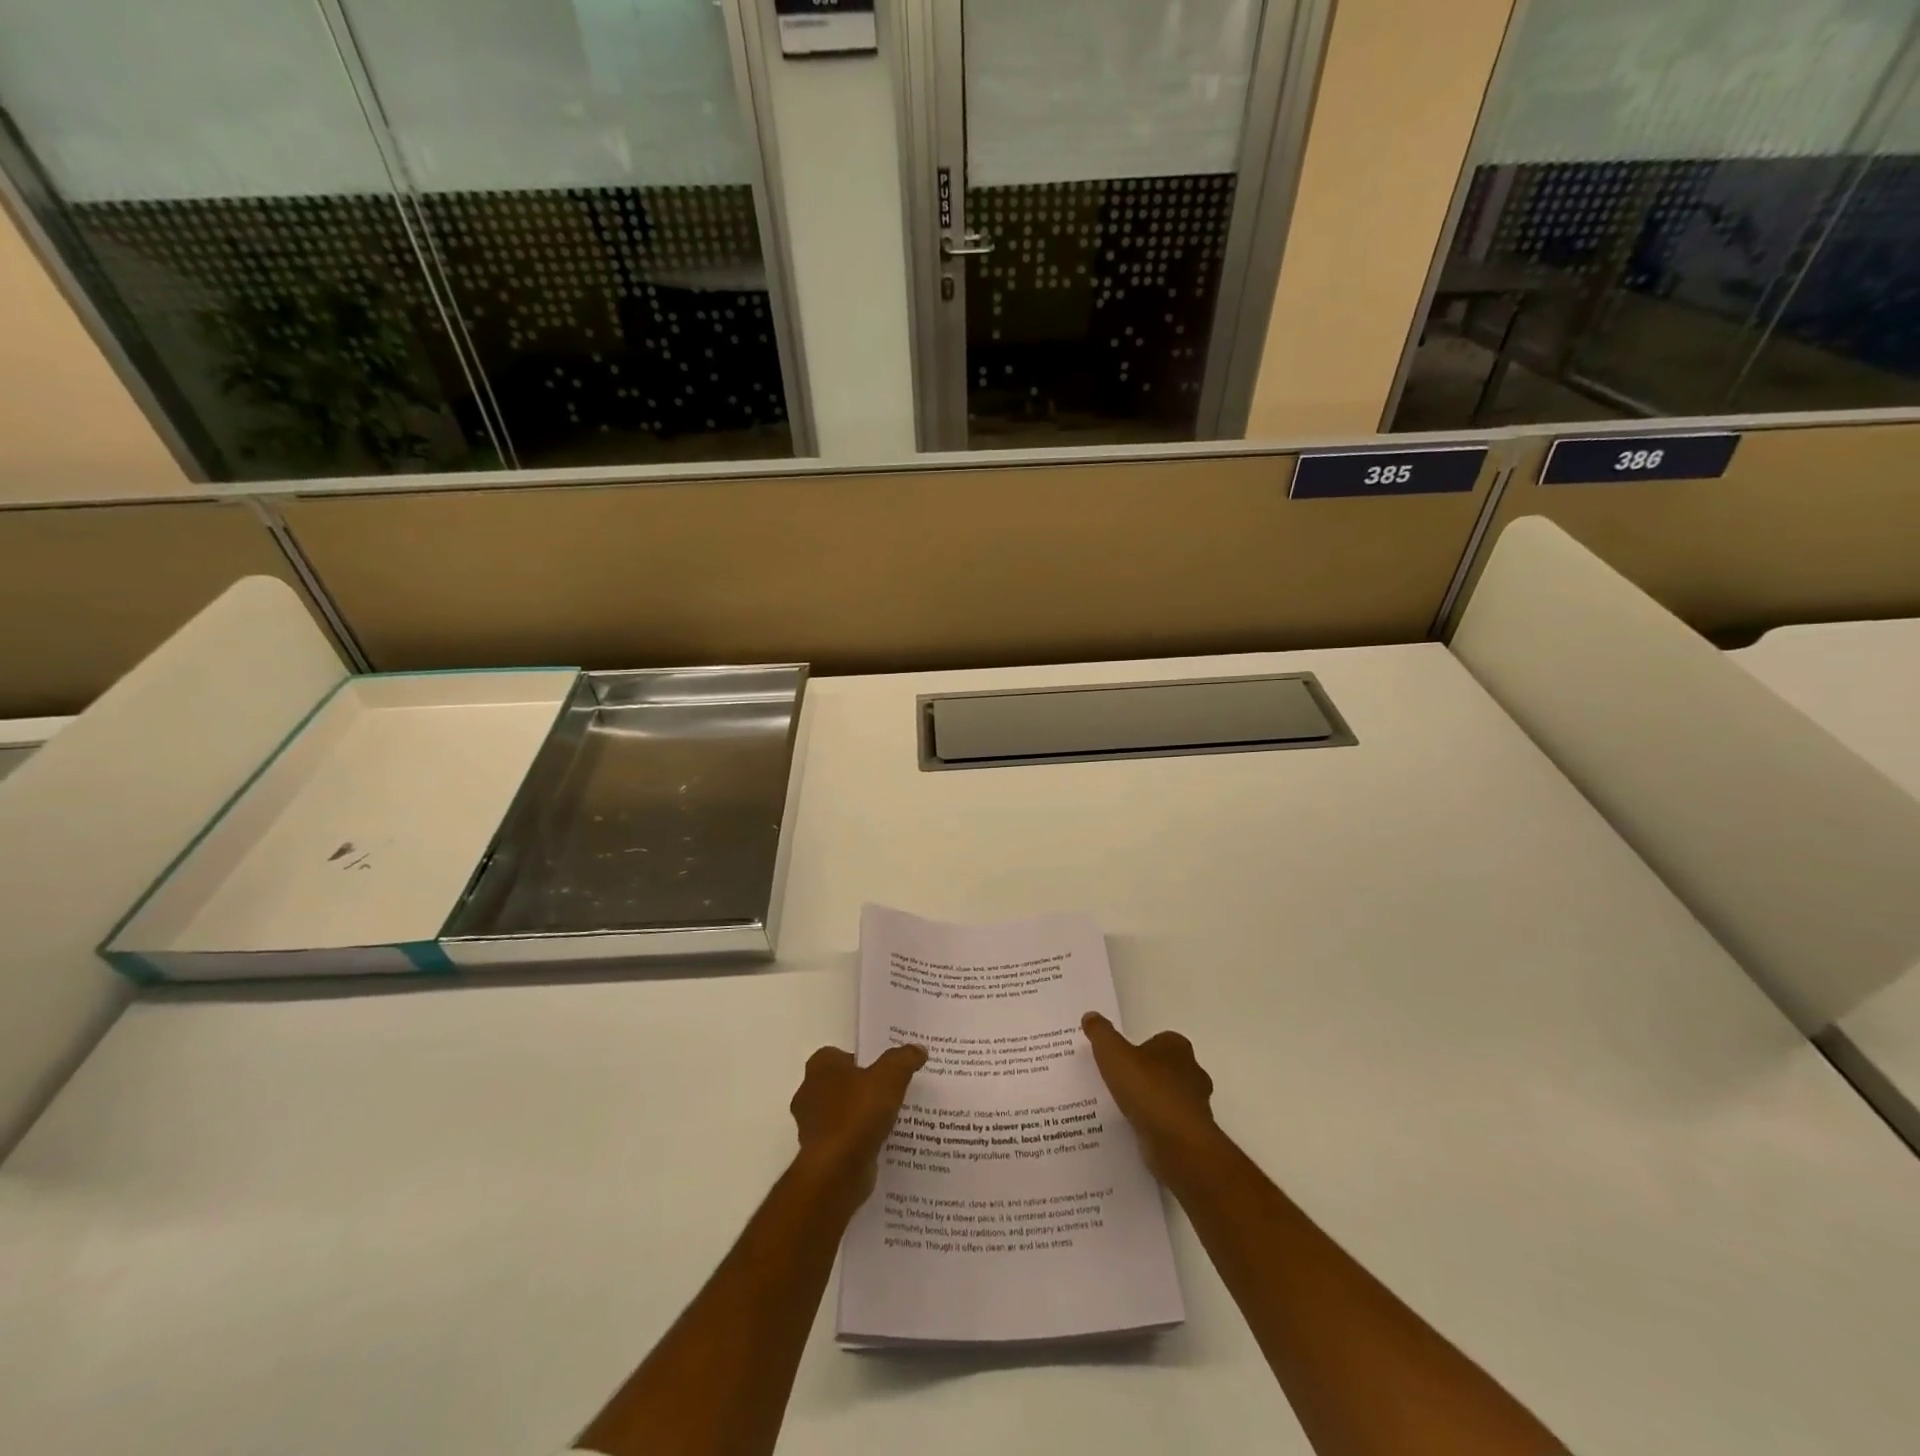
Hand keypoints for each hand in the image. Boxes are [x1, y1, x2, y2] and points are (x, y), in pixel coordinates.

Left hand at [789, 1044, 926, 1208]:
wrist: (836, 1172)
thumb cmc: (857, 1113)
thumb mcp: (890, 1077)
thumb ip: (903, 1059)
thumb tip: (918, 1049)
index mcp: (820, 1067)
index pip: (840, 1054)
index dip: (862, 1058)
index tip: (885, 1068)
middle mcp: (809, 1093)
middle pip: (842, 1083)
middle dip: (863, 1087)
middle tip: (893, 1091)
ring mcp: (812, 1126)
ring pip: (843, 1113)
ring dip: (862, 1116)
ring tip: (893, 1118)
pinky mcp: (820, 1154)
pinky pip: (845, 1139)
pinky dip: (860, 1140)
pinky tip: (883, 1142)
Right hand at [1081, 1012, 1220, 1182]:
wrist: (1178, 1143)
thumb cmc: (1148, 1090)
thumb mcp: (1113, 1054)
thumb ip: (1101, 1034)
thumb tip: (1090, 1016)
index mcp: (1177, 1047)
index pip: (1160, 1040)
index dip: (1141, 1048)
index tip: (1121, 1059)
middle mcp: (1192, 1072)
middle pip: (1167, 1068)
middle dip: (1147, 1074)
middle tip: (1119, 1082)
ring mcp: (1196, 1105)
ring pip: (1169, 1097)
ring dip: (1151, 1102)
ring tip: (1123, 1109)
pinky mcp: (1193, 1134)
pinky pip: (1169, 1123)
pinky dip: (1155, 1125)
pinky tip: (1135, 1131)